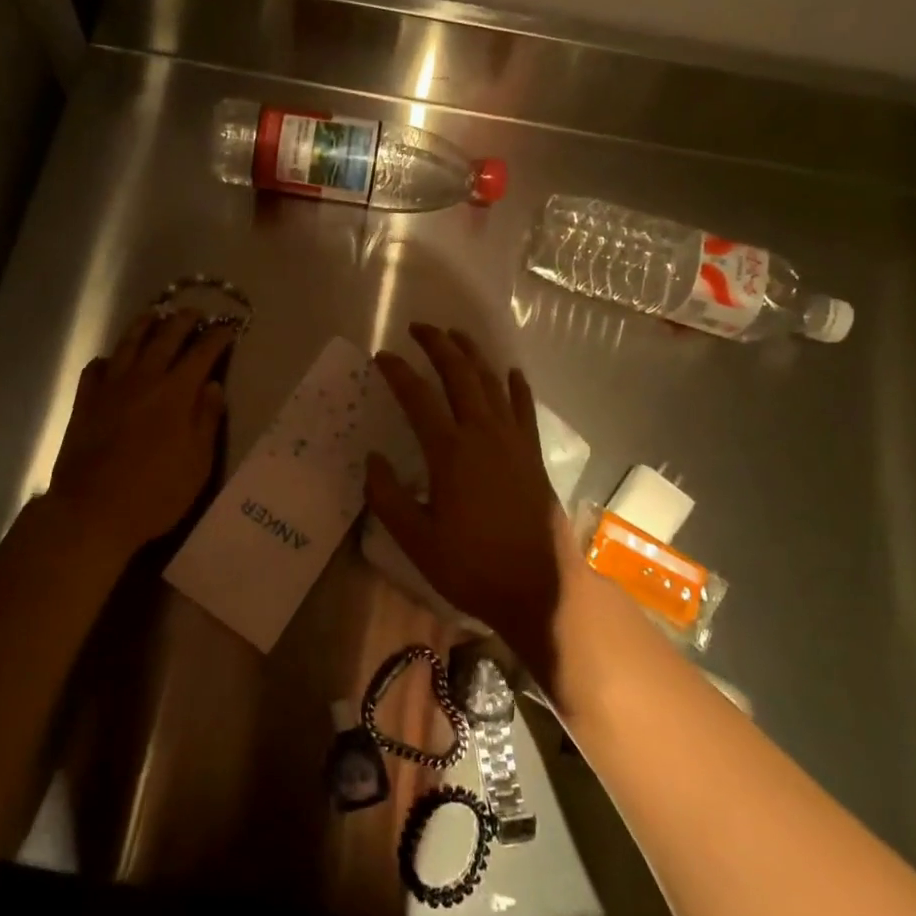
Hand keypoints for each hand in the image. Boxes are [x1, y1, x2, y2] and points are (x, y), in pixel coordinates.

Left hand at [48, 308, 235, 551]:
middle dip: (183, 320)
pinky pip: (96, 368)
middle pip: (165, 337)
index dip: (217, 336)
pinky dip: (109, 358)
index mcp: (176, 393)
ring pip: (128, 343)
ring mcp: (110, 388)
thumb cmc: (155, 493)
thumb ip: (206, 420)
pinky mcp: (85, 402)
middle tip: (195, 313)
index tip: (228, 327)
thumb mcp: (197, 463)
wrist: (92, 511)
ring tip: (154, 315)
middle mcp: (143, 379)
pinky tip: (112, 360)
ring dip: (145, 325)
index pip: (201, 352)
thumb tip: (212, 385)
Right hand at [364, 324, 569, 669]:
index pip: (418, 396)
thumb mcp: (417, 541)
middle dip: (438, 345)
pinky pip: (524, 407)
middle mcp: (483, 433)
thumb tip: (373, 459)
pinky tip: (511, 372)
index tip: (382, 356)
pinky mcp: (533, 453)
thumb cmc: (474, 566)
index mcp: (450, 451)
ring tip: (456, 335)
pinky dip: (515, 385)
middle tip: (419, 327)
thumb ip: (388, 497)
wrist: (542, 587)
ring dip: (473, 354)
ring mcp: (513, 440)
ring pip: (491, 382)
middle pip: (459, 374)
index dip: (398, 372)